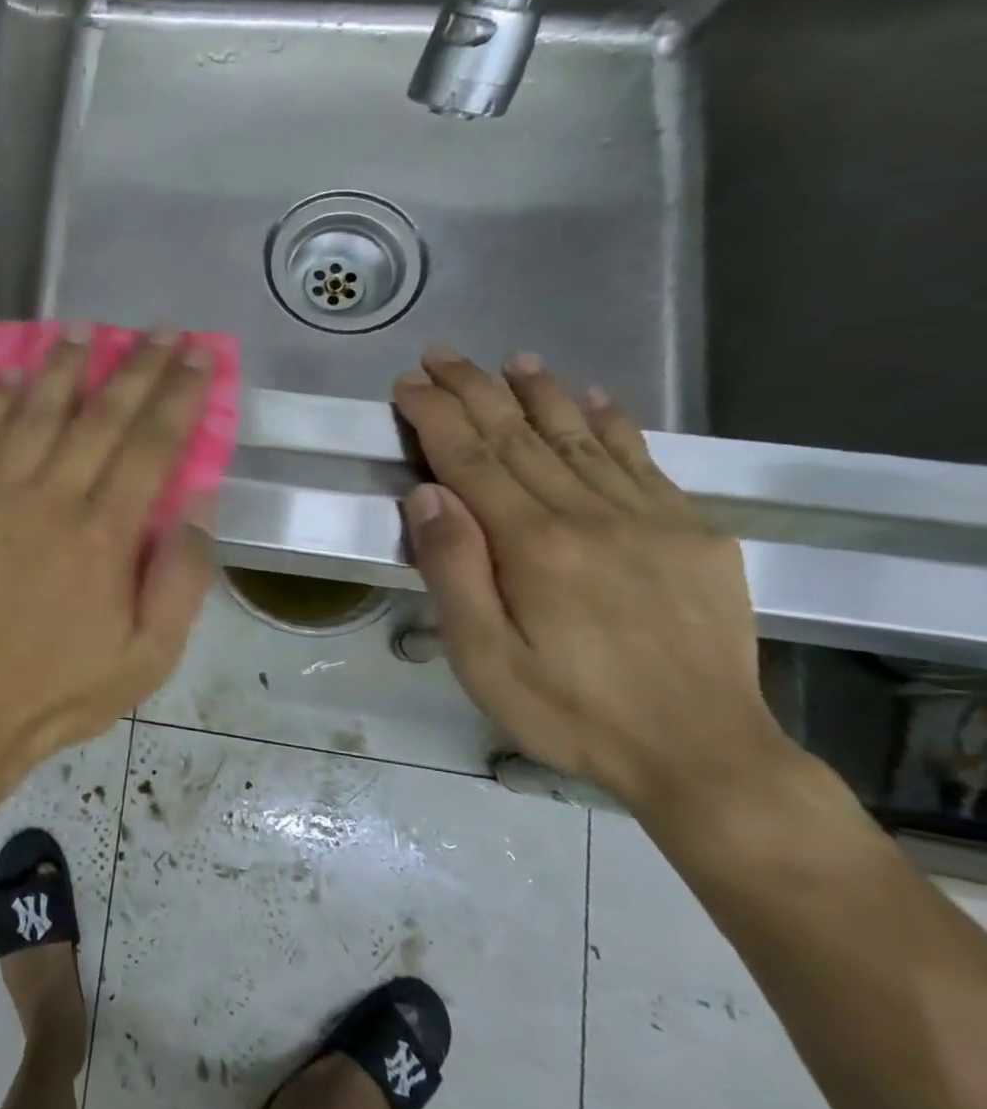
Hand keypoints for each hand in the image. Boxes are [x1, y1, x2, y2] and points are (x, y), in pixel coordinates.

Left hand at [0, 327, 217, 773]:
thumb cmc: (65, 689)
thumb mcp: (150, 656)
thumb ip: (182, 577)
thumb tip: (200, 502)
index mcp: (105, 535)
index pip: (152, 445)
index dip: (179, 394)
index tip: (199, 355)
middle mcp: (51, 500)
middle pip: (100, 417)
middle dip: (136, 367)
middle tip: (160, 331)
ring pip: (35, 414)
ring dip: (63, 367)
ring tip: (84, 329)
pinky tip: (8, 373)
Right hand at [391, 347, 795, 811]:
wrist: (702, 752)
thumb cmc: (568, 711)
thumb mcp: (483, 658)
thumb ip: (454, 571)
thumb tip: (427, 495)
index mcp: (534, 545)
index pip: (472, 459)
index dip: (436, 415)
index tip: (407, 385)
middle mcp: (591, 515)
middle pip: (522, 436)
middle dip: (476, 390)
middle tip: (441, 356)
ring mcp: (650, 518)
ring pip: (582, 437)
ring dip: (542, 393)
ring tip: (514, 361)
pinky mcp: (692, 533)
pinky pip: (642, 461)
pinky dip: (612, 424)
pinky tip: (595, 400)